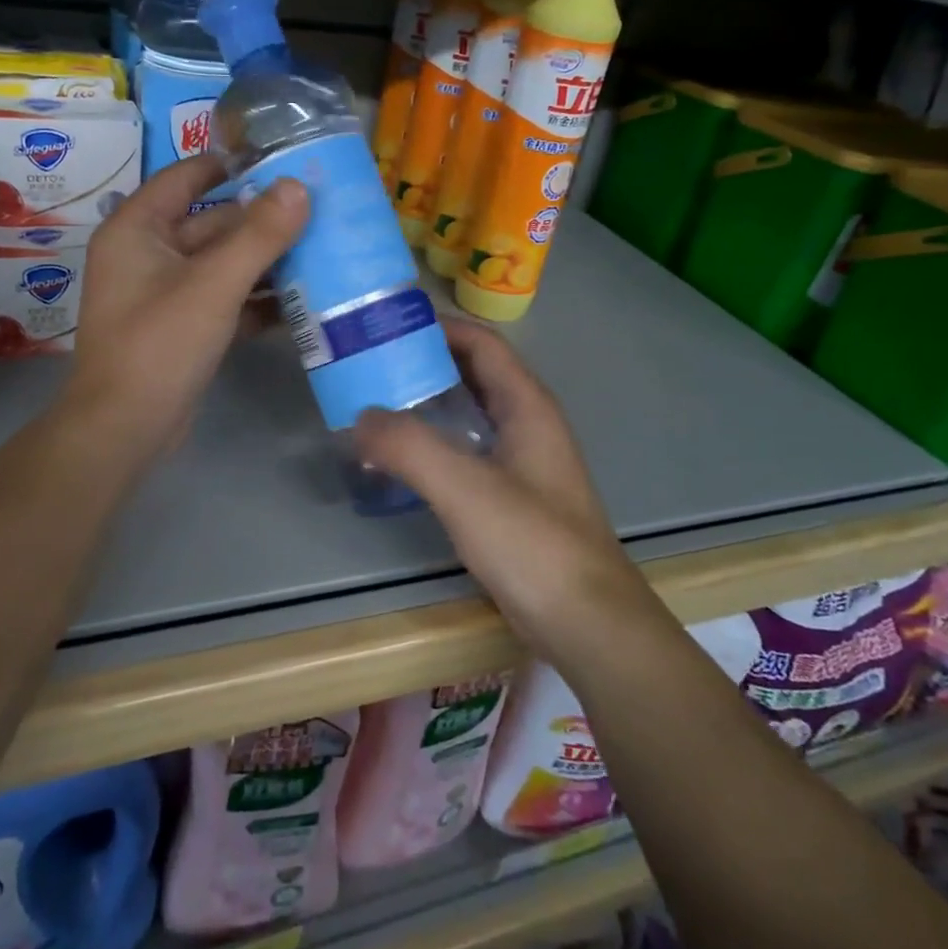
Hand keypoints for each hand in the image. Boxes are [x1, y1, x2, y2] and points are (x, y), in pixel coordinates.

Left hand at [63, 155, 307, 457]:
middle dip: (260, 221)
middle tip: (317, 211)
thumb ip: (258, 235)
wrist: (126, 428)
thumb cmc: (160, 344)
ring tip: (320, 251)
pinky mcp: (180, 327)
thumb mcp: (214, 285)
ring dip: (263, 261)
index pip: (185, 177)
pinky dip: (253, 299)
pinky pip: (221, 298)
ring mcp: (163, 293)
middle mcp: (146, 254)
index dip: (230, 165)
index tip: (281, 160)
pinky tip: (298, 301)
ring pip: (220, 263)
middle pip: (210, 223)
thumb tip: (299, 186)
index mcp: (137, 229)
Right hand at [353, 317, 657, 654]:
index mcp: (527, 406)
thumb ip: (409, 447)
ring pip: (470, 415)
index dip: (439, 327)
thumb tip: (360, 418)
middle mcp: (529, 425)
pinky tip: (403, 461)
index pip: (482, 344)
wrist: (587, 624)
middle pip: (474, 374)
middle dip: (426, 363)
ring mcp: (524, 464)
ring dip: (428, 404)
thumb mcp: (465, 488)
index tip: (388, 325)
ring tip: (375, 405)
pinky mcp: (514, 499)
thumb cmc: (533, 544)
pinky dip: (435, 443)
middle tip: (370, 363)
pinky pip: (468, 452)